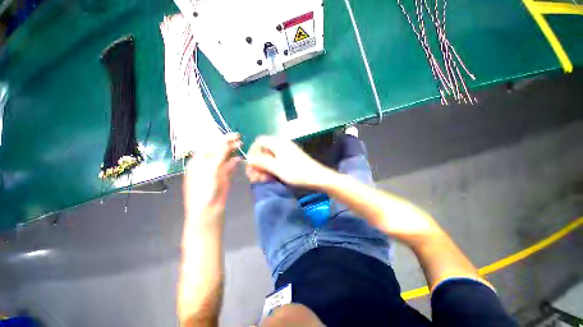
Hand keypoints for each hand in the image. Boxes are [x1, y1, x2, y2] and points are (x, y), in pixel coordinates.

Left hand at [184, 133, 240, 214]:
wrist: (208, 210)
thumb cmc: (204, 189)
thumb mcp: (210, 170)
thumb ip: (219, 155)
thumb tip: (226, 142)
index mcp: (199, 161)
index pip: (211, 145)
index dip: (222, 139)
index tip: (234, 135)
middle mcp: (207, 164)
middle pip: (218, 150)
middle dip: (228, 144)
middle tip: (240, 139)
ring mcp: (216, 170)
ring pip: (225, 158)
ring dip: (232, 151)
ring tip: (241, 145)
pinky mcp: (224, 177)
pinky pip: (229, 166)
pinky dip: (234, 161)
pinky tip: (239, 158)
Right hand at [245, 136, 331, 188]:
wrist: (317, 177)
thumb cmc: (296, 172)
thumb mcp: (276, 168)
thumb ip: (262, 162)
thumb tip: (249, 159)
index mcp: (278, 143)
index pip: (260, 140)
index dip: (253, 150)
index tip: (251, 163)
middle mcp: (282, 144)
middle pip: (265, 149)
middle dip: (258, 161)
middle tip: (255, 174)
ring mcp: (288, 150)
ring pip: (271, 156)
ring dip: (264, 166)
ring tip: (262, 178)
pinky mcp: (292, 157)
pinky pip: (278, 159)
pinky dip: (272, 167)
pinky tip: (271, 176)